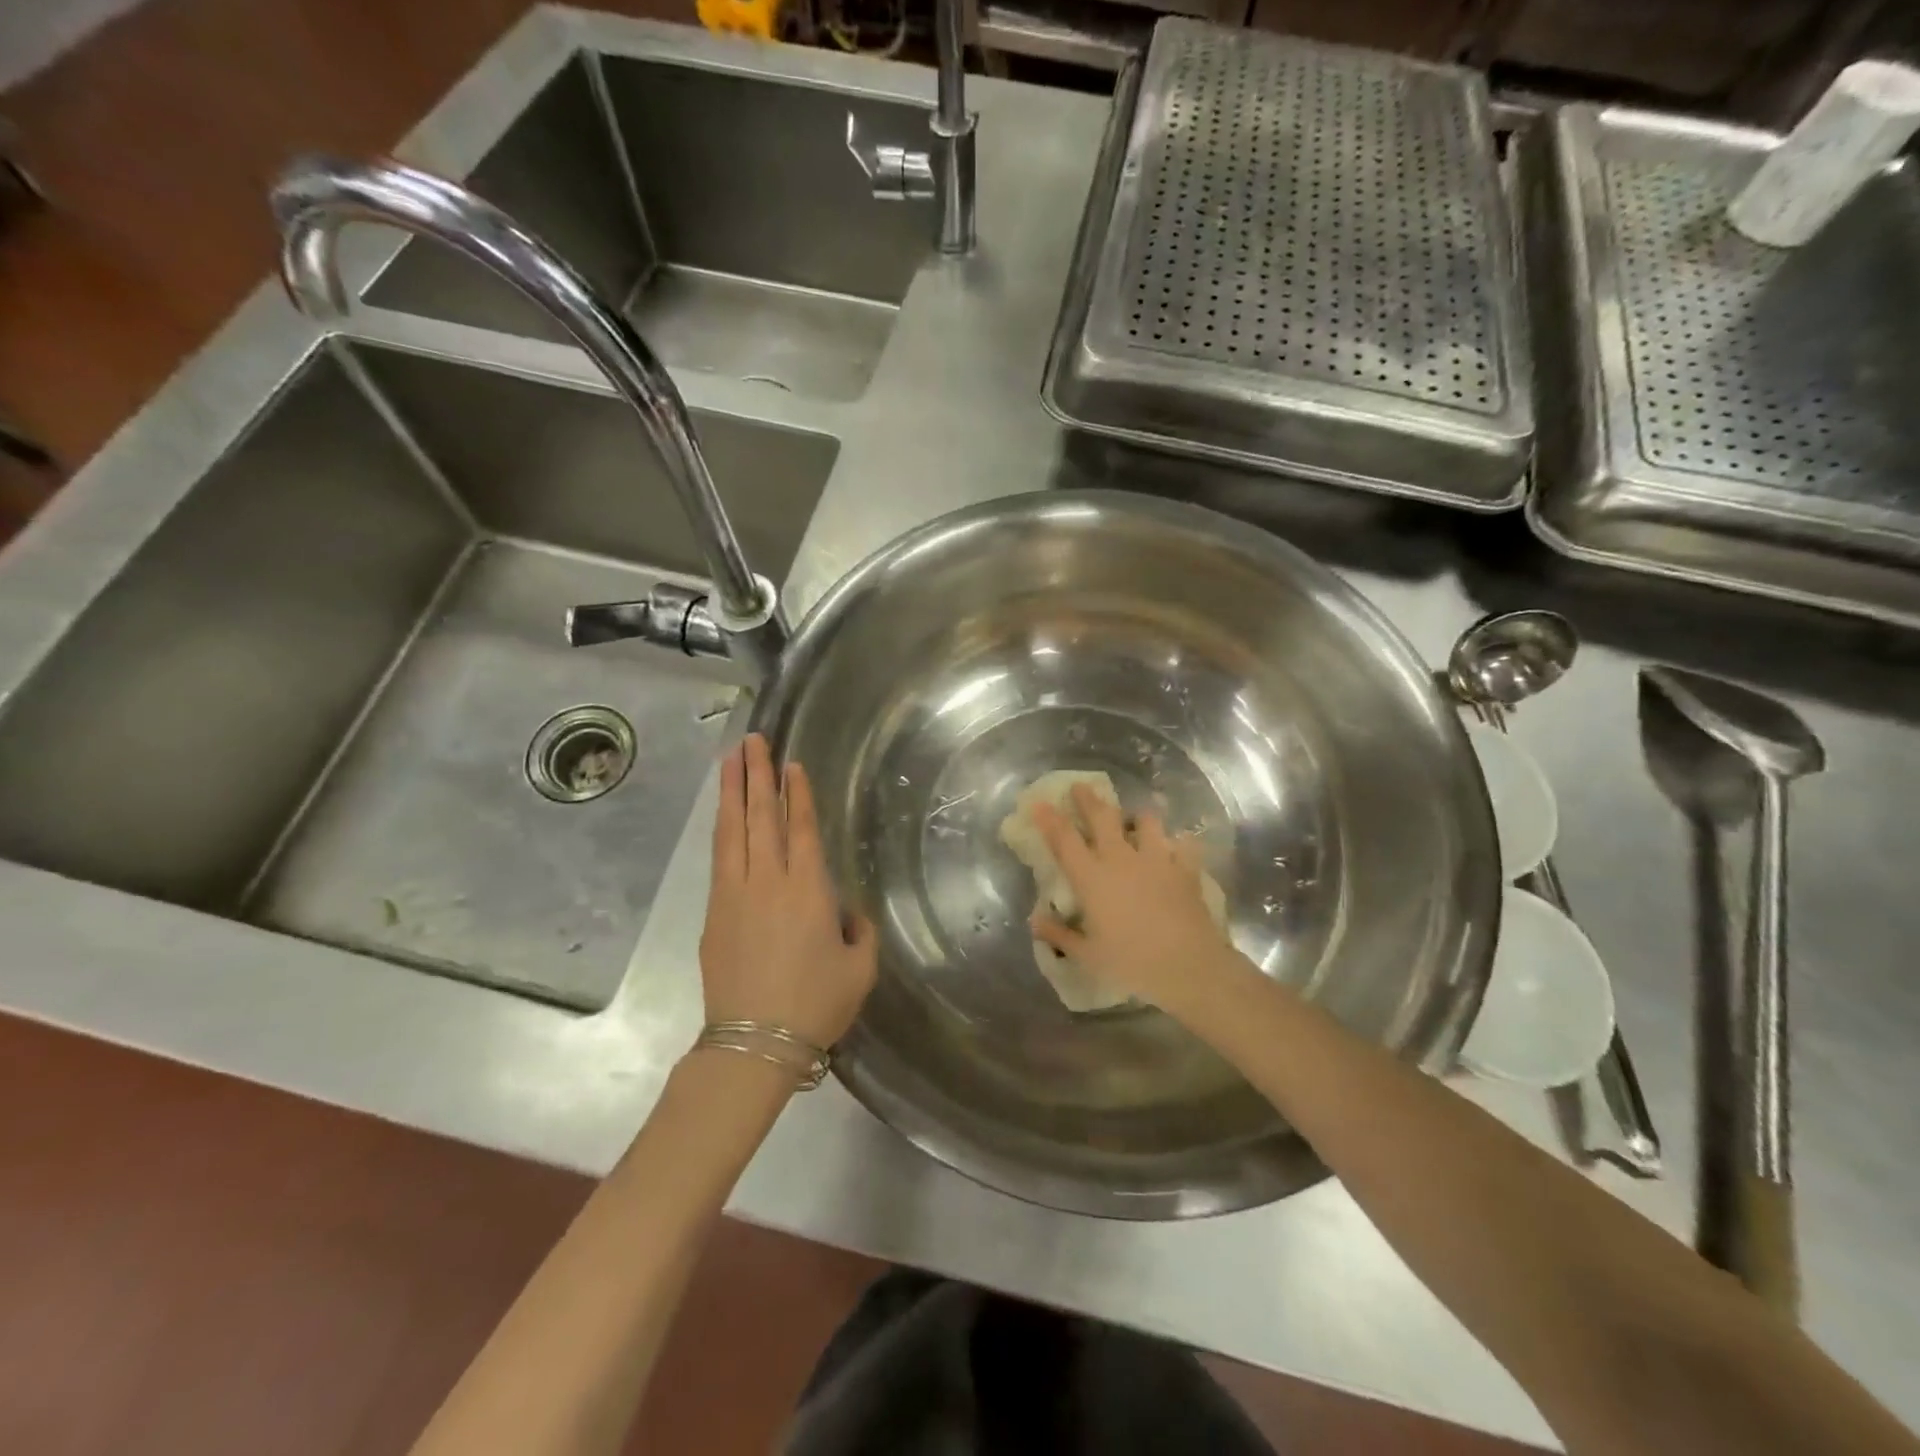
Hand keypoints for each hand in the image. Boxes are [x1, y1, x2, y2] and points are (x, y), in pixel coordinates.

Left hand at [700, 734, 877, 1048]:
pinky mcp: (714, 913)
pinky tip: (723, 817)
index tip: (790, 764)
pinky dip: (722, 830)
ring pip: (732, 831)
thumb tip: (843, 911)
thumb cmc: (817, 1004)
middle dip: (756, 775)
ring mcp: (735, 895)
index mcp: (809, 890)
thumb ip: (858, 929)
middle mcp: (769, 882)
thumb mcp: (860, 967)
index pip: (800, 828)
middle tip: (752, 740)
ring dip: (731, 792)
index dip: (796, 794)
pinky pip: (719, 859)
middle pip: (760, 817)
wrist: (756, 1043)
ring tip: (730, 760)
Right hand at [1031, 784, 1242, 1020]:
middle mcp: (1121, 859)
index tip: (1039, 802)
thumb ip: (1059, 935)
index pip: (1064, 839)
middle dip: (1089, 799)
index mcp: (1091, 878)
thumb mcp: (1088, 955)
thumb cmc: (1131, 963)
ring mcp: (1157, 859)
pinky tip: (1178, 846)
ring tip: (1136, 818)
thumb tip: (1035, 921)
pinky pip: (1183, 844)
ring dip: (1138, 816)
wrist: (1189, 966)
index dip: (1049, 819)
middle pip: (1102, 817)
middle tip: (1080, 786)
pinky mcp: (1186, 868)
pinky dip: (1179, 842)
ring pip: (1146, 821)